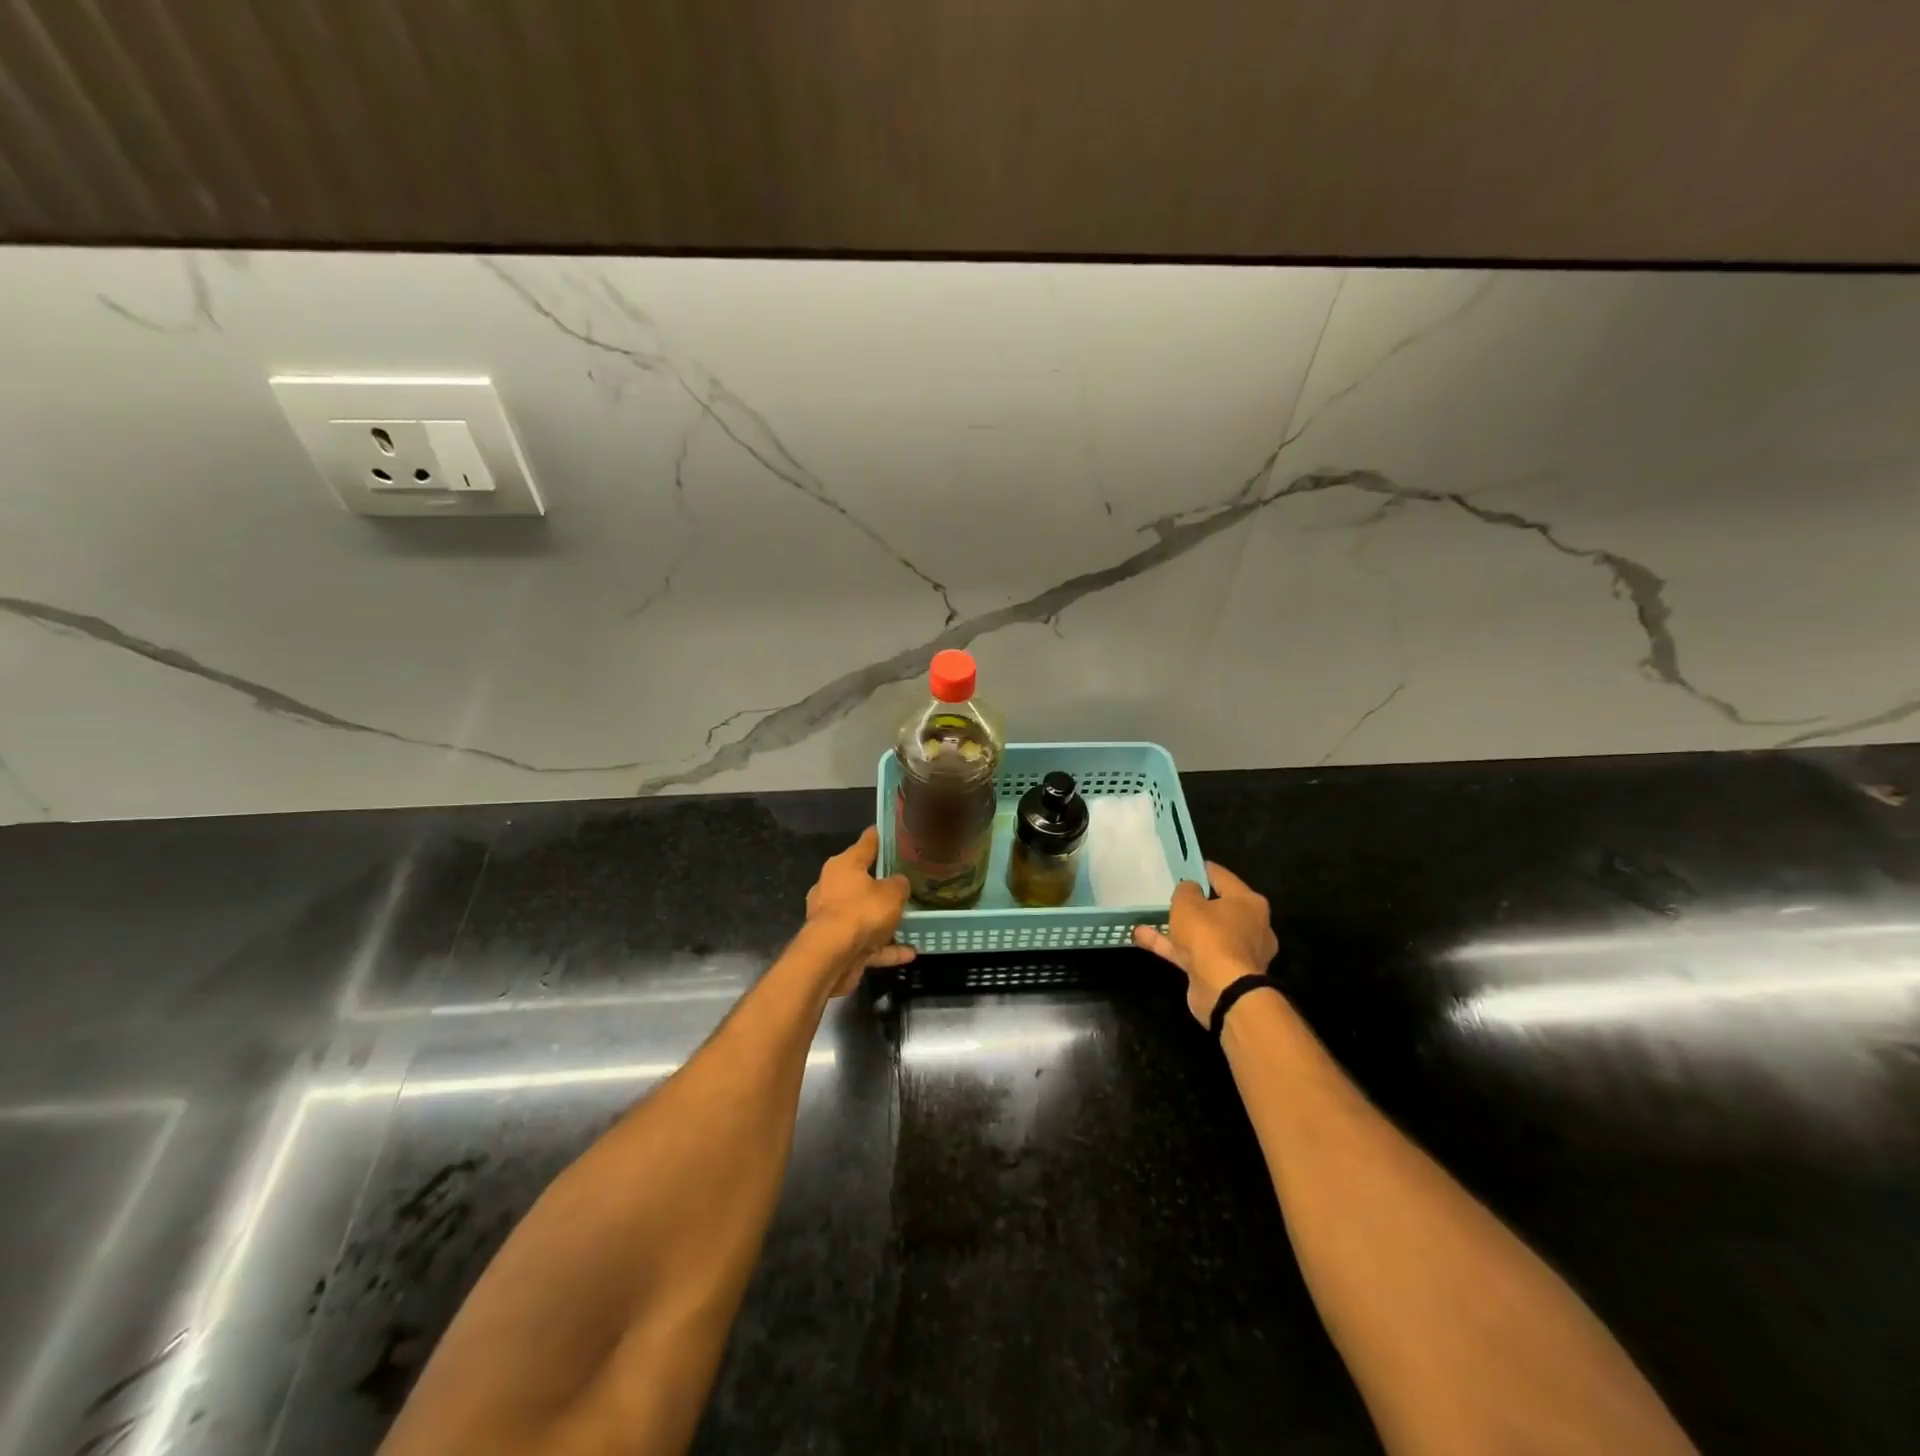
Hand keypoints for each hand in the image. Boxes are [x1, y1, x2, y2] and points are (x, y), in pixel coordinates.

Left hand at [805, 827, 915, 995]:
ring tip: (911, 920)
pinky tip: (910, 952)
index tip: (894, 832)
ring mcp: (833, 917)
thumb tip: (899, 882)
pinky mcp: (837, 944)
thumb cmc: (861, 912)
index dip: (881, 837)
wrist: (831, 957)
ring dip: (885, 920)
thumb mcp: (892, 893)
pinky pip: (867, 942)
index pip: (866, 843)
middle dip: (883, 882)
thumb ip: (900, 884)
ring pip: (864, 913)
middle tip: (907, 880)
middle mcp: (833, 887)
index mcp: (843, 865)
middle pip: (862, 880)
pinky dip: (886, 947)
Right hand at [1133, 862, 1278, 1025]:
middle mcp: (1250, 927)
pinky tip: (1143, 938)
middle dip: (1194, 903)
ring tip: (1149, 917)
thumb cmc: (1210, 936)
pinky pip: (1193, 953)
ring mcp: (1236, 953)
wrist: (1224, 990)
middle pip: (1217, 908)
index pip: (1224, 878)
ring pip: (1203, 933)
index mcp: (1250, 903)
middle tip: (1172, 894)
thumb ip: (1185, 890)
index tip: (1187, 864)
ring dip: (1177, 927)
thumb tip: (1189, 888)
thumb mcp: (1188, 903)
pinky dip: (1171, 946)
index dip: (1203, 870)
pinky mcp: (1222, 973)